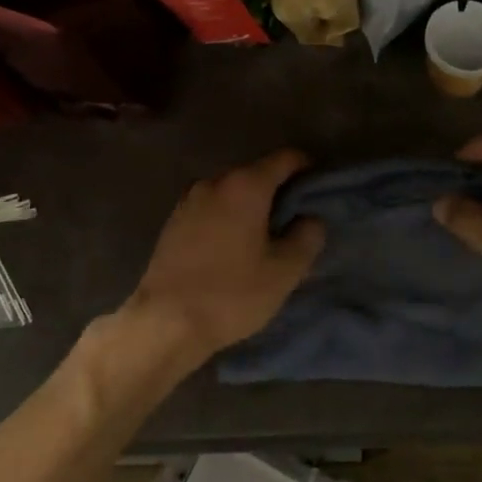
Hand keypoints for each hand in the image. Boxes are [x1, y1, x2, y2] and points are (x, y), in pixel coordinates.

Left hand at [126, 149, 325, 366]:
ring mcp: (189, 199)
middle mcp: (215, 182)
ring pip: (231, 192)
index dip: (306, 168)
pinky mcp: (173, 221)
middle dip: (277, 191)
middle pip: (256, 173)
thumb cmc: (231, 293)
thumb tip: (310, 218)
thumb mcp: (284, 271)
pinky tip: (231, 248)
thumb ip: (307, 237)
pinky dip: (226, 218)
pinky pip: (210, 209)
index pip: (285, 158)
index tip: (317, 191)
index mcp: (246, 185)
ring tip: (262, 238)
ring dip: (249, 207)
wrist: (164, 322)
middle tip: (293, 222)